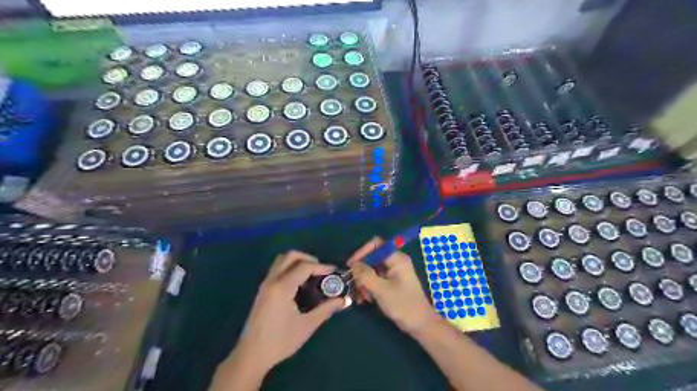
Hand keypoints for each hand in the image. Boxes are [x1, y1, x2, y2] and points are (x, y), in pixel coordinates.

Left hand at [234, 252, 344, 370]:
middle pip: (290, 256)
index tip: (334, 271)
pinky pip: (277, 270)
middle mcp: (272, 281)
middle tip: (321, 270)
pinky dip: (290, 269)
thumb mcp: (306, 326)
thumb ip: (326, 309)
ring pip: (281, 261)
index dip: (321, 267)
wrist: (251, 355)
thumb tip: (343, 301)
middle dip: (308, 258)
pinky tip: (299, 285)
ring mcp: (265, 284)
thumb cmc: (280, 341)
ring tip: (311, 276)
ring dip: (297, 262)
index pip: (304, 267)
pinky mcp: (263, 291)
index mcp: (282, 287)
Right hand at [348, 239, 436, 336]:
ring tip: (361, 296)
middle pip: (372, 257)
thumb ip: (365, 275)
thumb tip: (352, 264)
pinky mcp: (392, 282)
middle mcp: (395, 262)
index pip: (375, 245)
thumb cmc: (403, 305)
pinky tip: (365, 299)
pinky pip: (376, 278)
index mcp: (397, 259)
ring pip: (372, 269)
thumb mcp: (381, 290)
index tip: (351, 266)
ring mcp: (394, 272)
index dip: (362, 252)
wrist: (421, 325)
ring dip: (363, 281)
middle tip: (354, 285)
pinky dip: (369, 286)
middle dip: (361, 271)